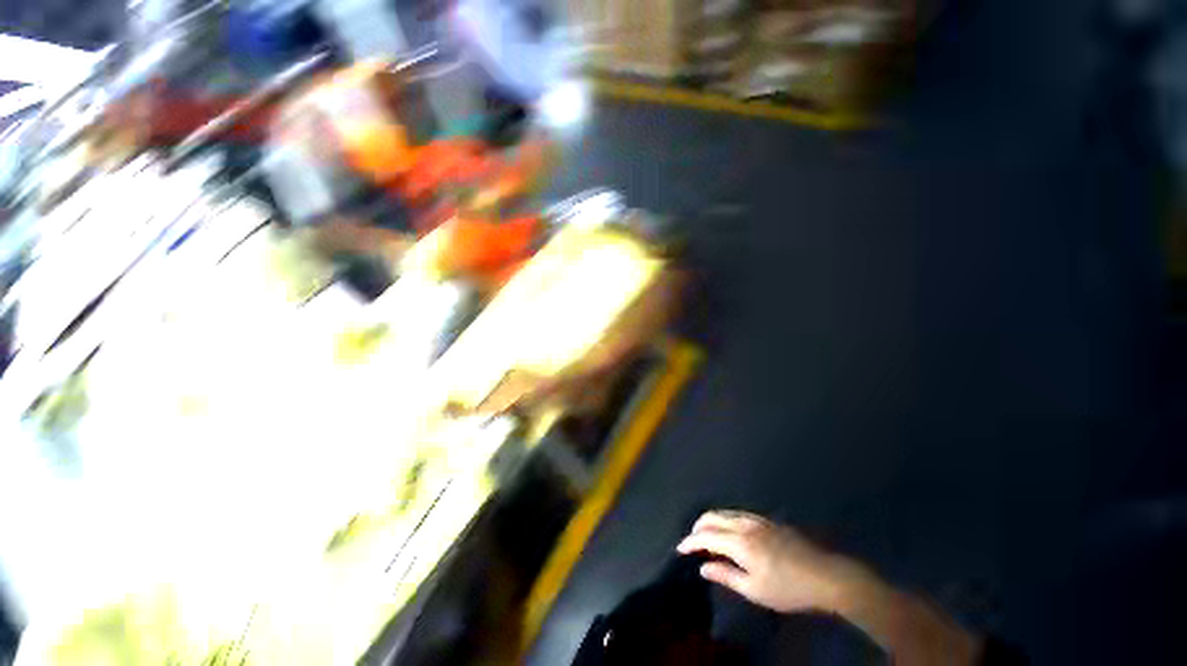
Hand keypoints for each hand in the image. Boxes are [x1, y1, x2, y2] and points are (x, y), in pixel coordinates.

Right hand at [676, 510, 862, 613]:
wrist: (826, 575)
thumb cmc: (788, 588)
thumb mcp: (755, 590)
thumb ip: (726, 575)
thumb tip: (703, 567)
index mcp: (739, 541)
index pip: (706, 535)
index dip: (690, 542)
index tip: (680, 549)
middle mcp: (744, 524)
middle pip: (712, 516)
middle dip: (698, 527)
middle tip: (692, 542)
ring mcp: (757, 519)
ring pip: (725, 512)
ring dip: (711, 521)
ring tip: (708, 537)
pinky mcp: (767, 520)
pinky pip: (737, 513)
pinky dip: (725, 520)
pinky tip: (730, 532)